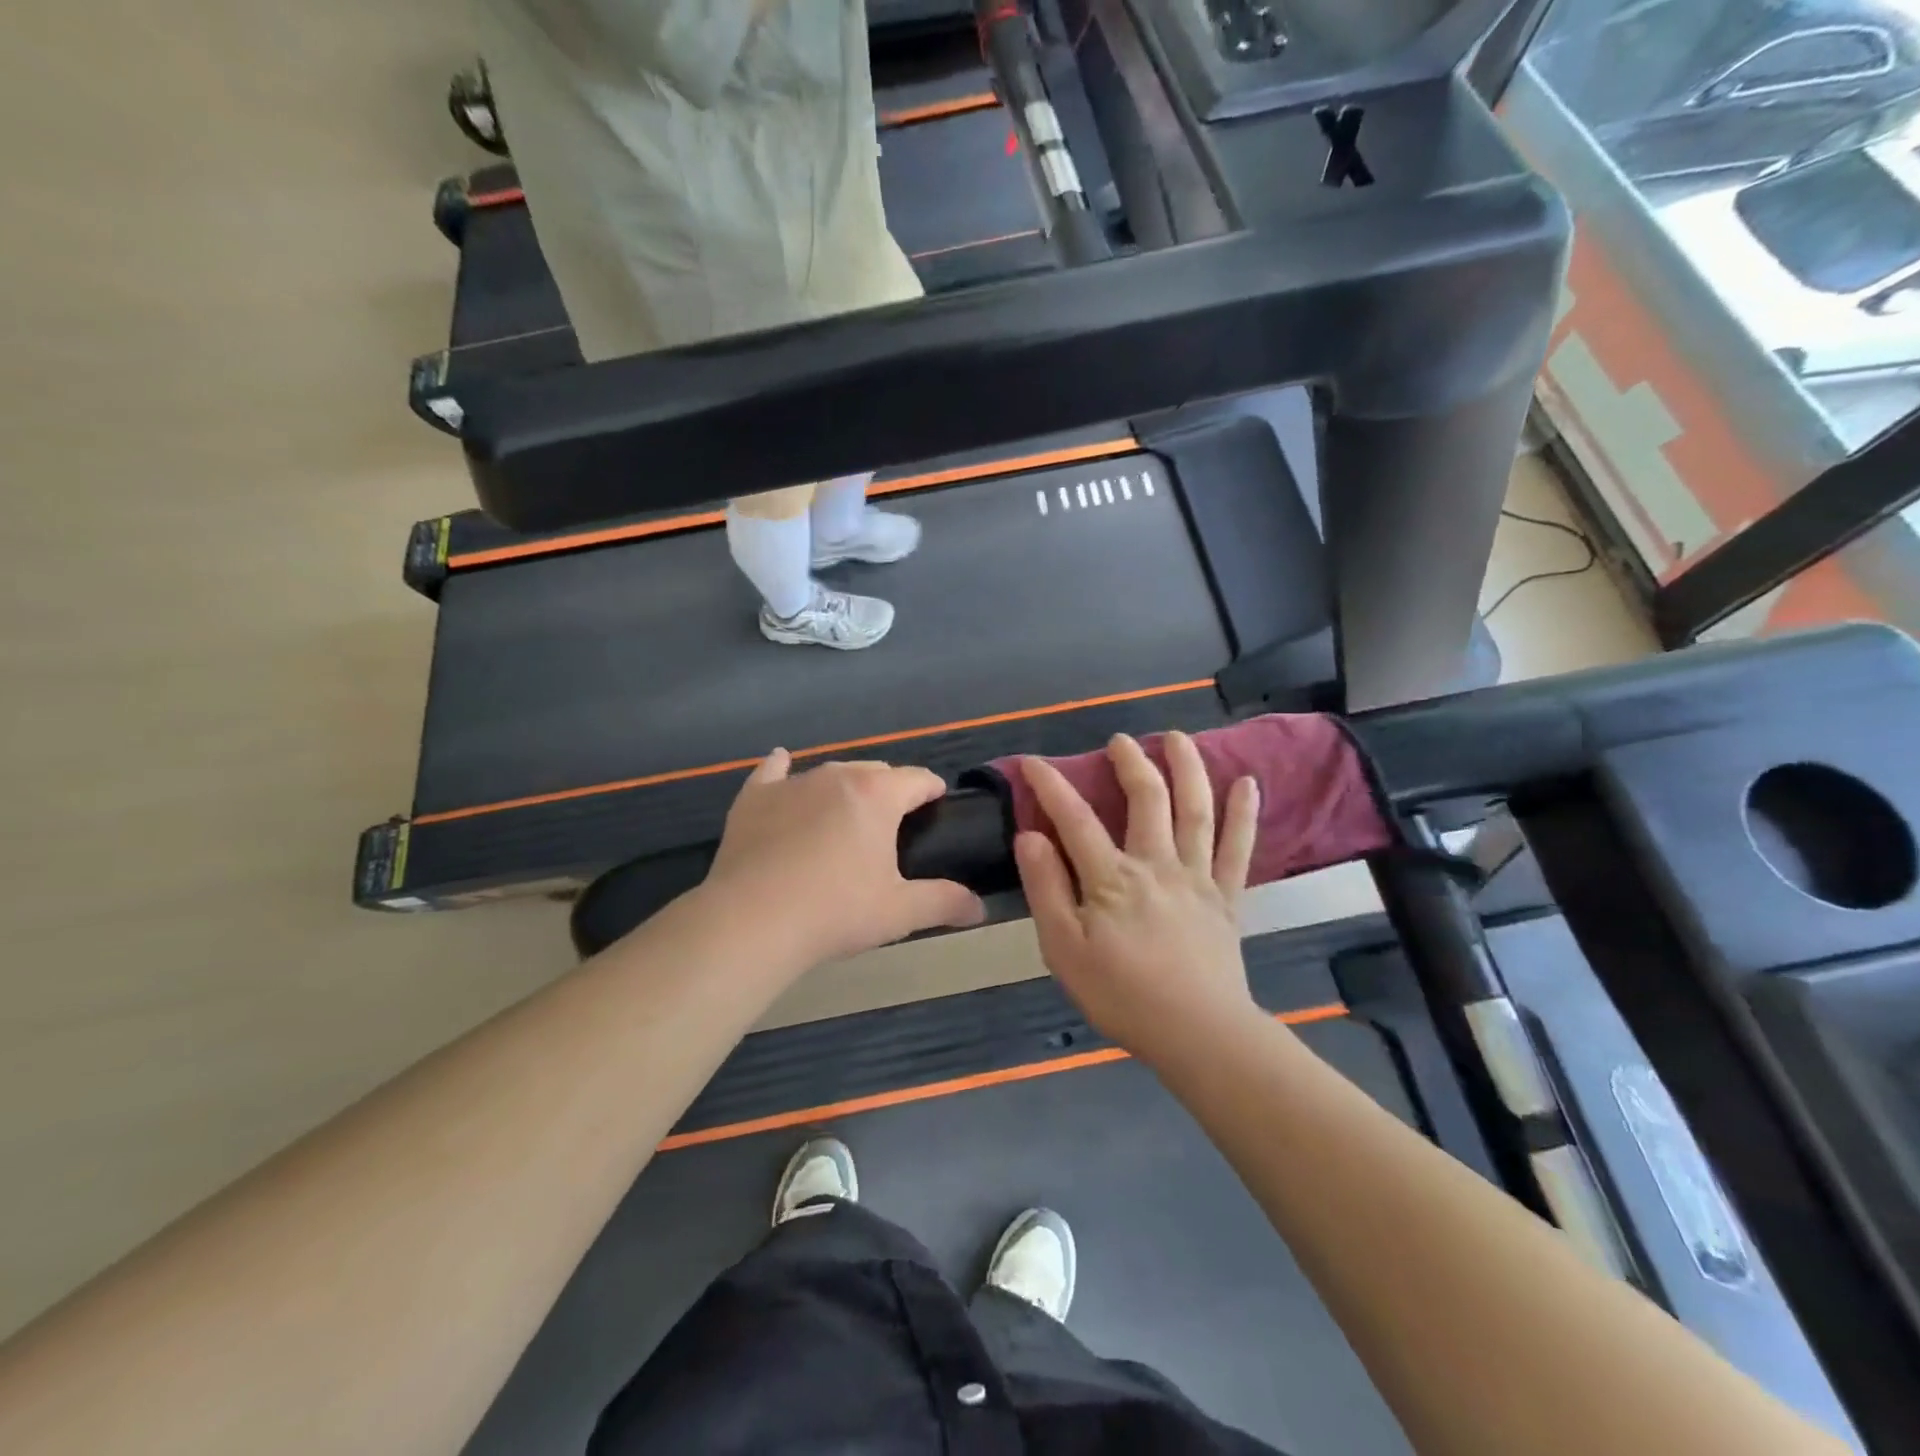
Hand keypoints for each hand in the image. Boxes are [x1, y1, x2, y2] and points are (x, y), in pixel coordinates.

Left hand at [703, 750, 985, 965]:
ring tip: (844, 819)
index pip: (918, 779)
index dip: (932, 791)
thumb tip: (980, 907)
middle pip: (876, 771)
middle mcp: (837, 775)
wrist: (752, 920)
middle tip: (890, 830)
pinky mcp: (755, 797)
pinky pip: (773, 772)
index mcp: (878, 795)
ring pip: (830, 773)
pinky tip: (782, 766)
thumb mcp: (899, 912)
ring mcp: (792, 783)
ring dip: (845, 789)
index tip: (937, 807)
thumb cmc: (835, 911)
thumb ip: (944, 902)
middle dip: (889, 791)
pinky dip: (782, 770)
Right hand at [1015, 733, 1263, 1069]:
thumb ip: (1046, 889)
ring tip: (1178, 737)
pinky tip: (1249, 784)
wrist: (1198, 1034)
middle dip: (1131, 762)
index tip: (1034, 762)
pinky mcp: (1227, 897)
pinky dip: (1244, 814)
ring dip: (1188, 767)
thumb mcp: (1064, 949)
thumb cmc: (1121, 995)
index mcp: (1111, 878)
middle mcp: (1156, 864)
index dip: (1051, 785)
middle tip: (1120, 740)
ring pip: (1195, 810)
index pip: (1075, 818)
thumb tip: (1030, 836)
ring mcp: (1197, 877)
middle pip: (1146, 799)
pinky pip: (1238, 848)